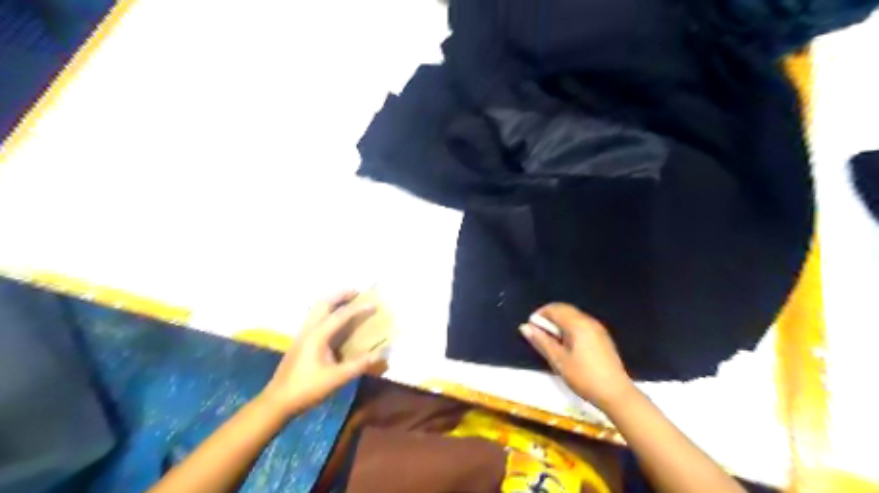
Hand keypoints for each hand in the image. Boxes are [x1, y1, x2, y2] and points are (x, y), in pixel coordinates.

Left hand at [258, 291, 379, 418]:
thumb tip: (379, 354)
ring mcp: (302, 334)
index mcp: (318, 335)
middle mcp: (309, 330)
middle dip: (341, 295)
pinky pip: (315, 318)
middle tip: (357, 292)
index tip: (374, 303)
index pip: (341, 315)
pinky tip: (334, 321)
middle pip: (324, 303)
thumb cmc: (307, 388)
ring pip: (317, 309)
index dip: (359, 308)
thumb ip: (358, 365)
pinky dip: (327, 311)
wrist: (277, 401)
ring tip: (347, 301)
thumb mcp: (336, 379)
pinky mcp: (300, 341)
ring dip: (333, 301)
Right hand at [517, 302, 636, 410]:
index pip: (555, 309)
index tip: (531, 328)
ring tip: (551, 341)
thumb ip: (541, 341)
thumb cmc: (584, 377)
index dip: (540, 315)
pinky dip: (570, 328)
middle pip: (565, 310)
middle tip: (539, 335)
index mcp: (577, 324)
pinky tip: (567, 346)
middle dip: (549, 318)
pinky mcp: (602, 338)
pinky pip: (582, 324)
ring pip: (573, 317)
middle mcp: (588, 321)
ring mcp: (598, 329)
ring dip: (559, 323)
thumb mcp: (558, 360)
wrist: (616, 394)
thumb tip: (524, 327)